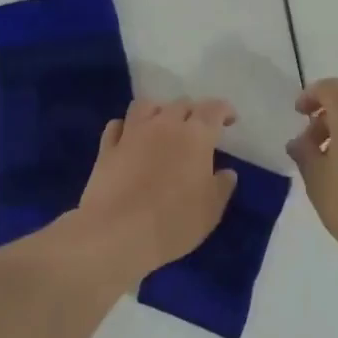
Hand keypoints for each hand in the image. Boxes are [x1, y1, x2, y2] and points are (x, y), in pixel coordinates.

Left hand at [78, 98, 238, 275]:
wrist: (118, 233)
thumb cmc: (174, 222)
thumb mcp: (211, 210)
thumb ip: (222, 186)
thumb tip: (227, 172)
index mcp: (195, 136)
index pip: (213, 110)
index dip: (224, 110)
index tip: (230, 120)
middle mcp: (164, 125)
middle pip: (181, 104)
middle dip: (193, 112)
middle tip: (198, 130)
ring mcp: (132, 133)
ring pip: (146, 106)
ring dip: (159, 111)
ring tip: (163, 126)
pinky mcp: (107, 148)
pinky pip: (117, 125)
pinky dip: (126, 127)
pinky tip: (130, 138)